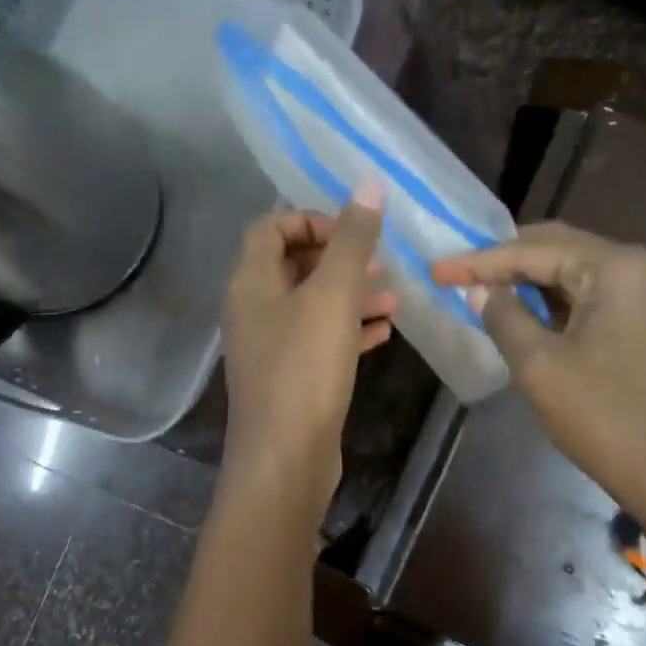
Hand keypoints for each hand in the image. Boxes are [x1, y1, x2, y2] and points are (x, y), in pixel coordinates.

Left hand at [221, 185, 394, 511]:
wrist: (285, 459)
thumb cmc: (304, 370)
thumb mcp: (332, 298)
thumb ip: (351, 241)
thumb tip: (367, 186)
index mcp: (251, 283)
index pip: (270, 227)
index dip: (311, 219)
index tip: (352, 233)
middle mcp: (254, 311)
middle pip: (293, 265)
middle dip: (339, 259)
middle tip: (381, 263)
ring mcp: (271, 347)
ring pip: (312, 305)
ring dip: (352, 295)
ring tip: (395, 297)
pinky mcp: (291, 378)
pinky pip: (321, 340)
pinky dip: (350, 330)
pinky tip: (385, 332)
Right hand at [431, 222, 645, 553]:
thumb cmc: (603, 417)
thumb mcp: (539, 366)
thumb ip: (504, 317)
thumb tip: (479, 291)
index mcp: (617, 267)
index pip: (535, 250)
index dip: (480, 260)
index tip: (436, 269)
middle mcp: (639, 267)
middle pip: (559, 249)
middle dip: (505, 262)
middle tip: (456, 274)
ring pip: (575, 272)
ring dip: (528, 281)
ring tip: (480, 290)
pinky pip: (592, 296)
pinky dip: (553, 302)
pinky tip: (521, 311)